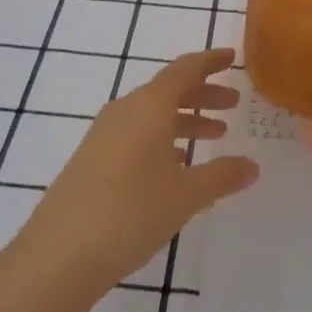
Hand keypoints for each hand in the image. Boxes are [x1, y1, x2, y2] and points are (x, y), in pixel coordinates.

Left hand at [11, 47, 258, 290]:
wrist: (59, 255)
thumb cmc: (131, 213)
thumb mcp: (186, 196)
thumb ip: (222, 176)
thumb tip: (252, 166)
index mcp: (150, 106)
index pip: (186, 69)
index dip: (211, 61)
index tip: (232, 57)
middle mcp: (125, 111)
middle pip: (169, 89)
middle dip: (203, 94)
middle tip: (233, 104)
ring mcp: (104, 134)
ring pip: (152, 113)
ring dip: (184, 118)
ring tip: (214, 134)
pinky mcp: (92, 158)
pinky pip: (136, 133)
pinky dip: (162, 138)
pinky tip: (176, 165)